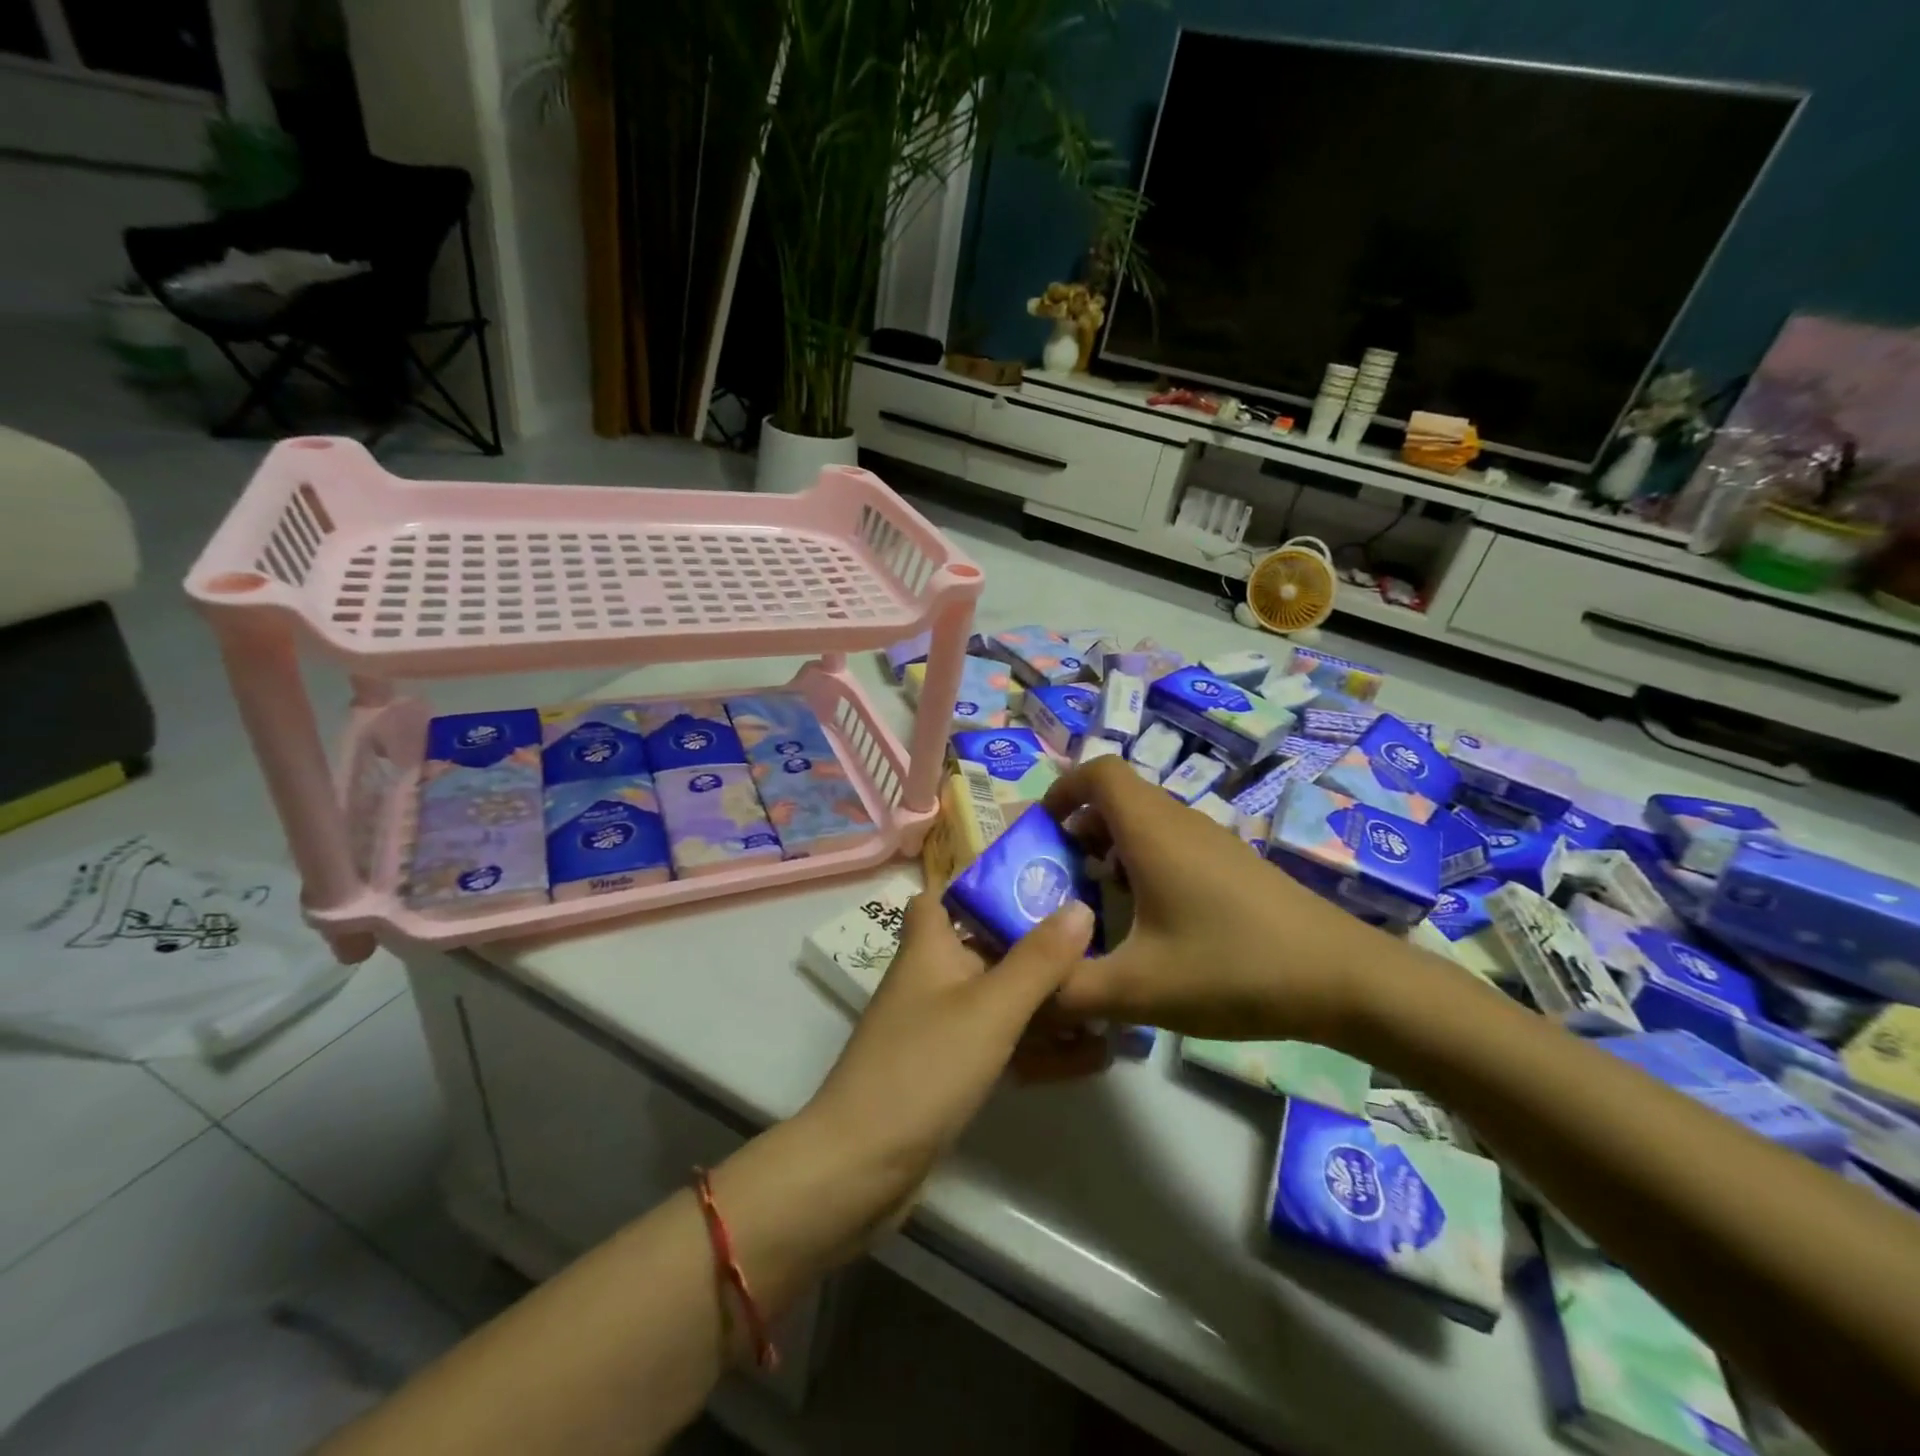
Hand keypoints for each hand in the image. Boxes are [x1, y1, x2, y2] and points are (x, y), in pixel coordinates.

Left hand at [799, 892, 1099, 1220]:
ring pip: (1001, 1000)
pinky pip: (1002, 1045)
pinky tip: (1090, 1058)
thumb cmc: (924, 1068)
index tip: (1039, 884)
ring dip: (1048, 1005)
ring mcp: (941, 1027)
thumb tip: (1078, 905)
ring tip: (1110, 1008)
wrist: (861, 1167)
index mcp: (930, 946)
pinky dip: (1039, 1047)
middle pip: (988, 947)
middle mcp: (933, 978)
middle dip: (1040, 949)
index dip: (984, 885)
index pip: (946, 895)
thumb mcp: (990, 1008)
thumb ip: (1038, 959)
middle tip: (1101, 945)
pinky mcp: (950, 1071)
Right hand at [1042, 756, 1387, 1043]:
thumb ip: (1070, 990)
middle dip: (1078, 827)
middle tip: (1057, 877)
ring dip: (1110, 848)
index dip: (1061, 789)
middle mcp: (1180, 821)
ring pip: (1146, 822)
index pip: (1097, 771)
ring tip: (1096, 902)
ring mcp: (1212, 841)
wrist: (1344, 979)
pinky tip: (1149, 920)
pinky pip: (1172, 844)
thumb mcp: (1138, 989)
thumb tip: (1028, 992)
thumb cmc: (1232, 967)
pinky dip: (1143, 863)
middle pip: (1117, 797)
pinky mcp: (1233, 864)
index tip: (1041, 832)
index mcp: (1151, 829)